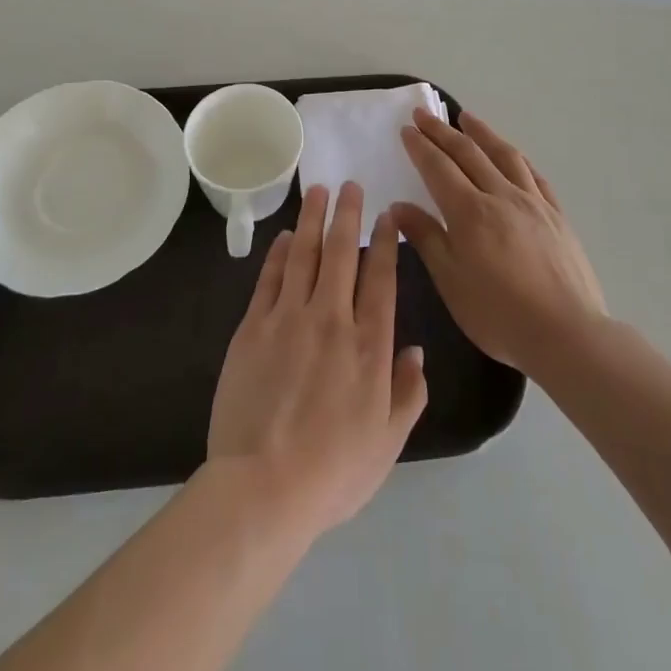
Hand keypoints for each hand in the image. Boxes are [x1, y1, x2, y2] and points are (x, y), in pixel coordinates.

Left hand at [206, 182, 428, 542]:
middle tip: (350, 185)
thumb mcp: (388, 442)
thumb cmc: (333, 471)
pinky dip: (278, 254)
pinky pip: (269, 278)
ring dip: (311, 219)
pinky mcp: (253, 326)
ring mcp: (288, 317)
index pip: (381, 277)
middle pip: (341, 252)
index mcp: (369, 344)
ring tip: (316, 191)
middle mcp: (331, 318)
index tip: (387, 216)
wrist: (263, 486)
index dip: (385, 242)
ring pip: (303, 254)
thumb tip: (417, 350)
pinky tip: (283, 238)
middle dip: (347, 214)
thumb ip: (408, 392)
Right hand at [393, 109, 605, 377]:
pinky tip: (511, 154)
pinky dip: (516, 157)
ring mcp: (532, 202)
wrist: (568, 334)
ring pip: (503, 154)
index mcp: (469, 211)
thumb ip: (425, 238)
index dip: (421, 146)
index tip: (407, 128)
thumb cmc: (499, 314)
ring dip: (481, 132)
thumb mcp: (451, 281)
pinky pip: (533, 174)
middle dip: (442, 131)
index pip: (438, 167)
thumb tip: (399, 206)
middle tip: (424, 114)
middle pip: (468, 153)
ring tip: (466, 118)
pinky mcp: (556, 214)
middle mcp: (500, 195)